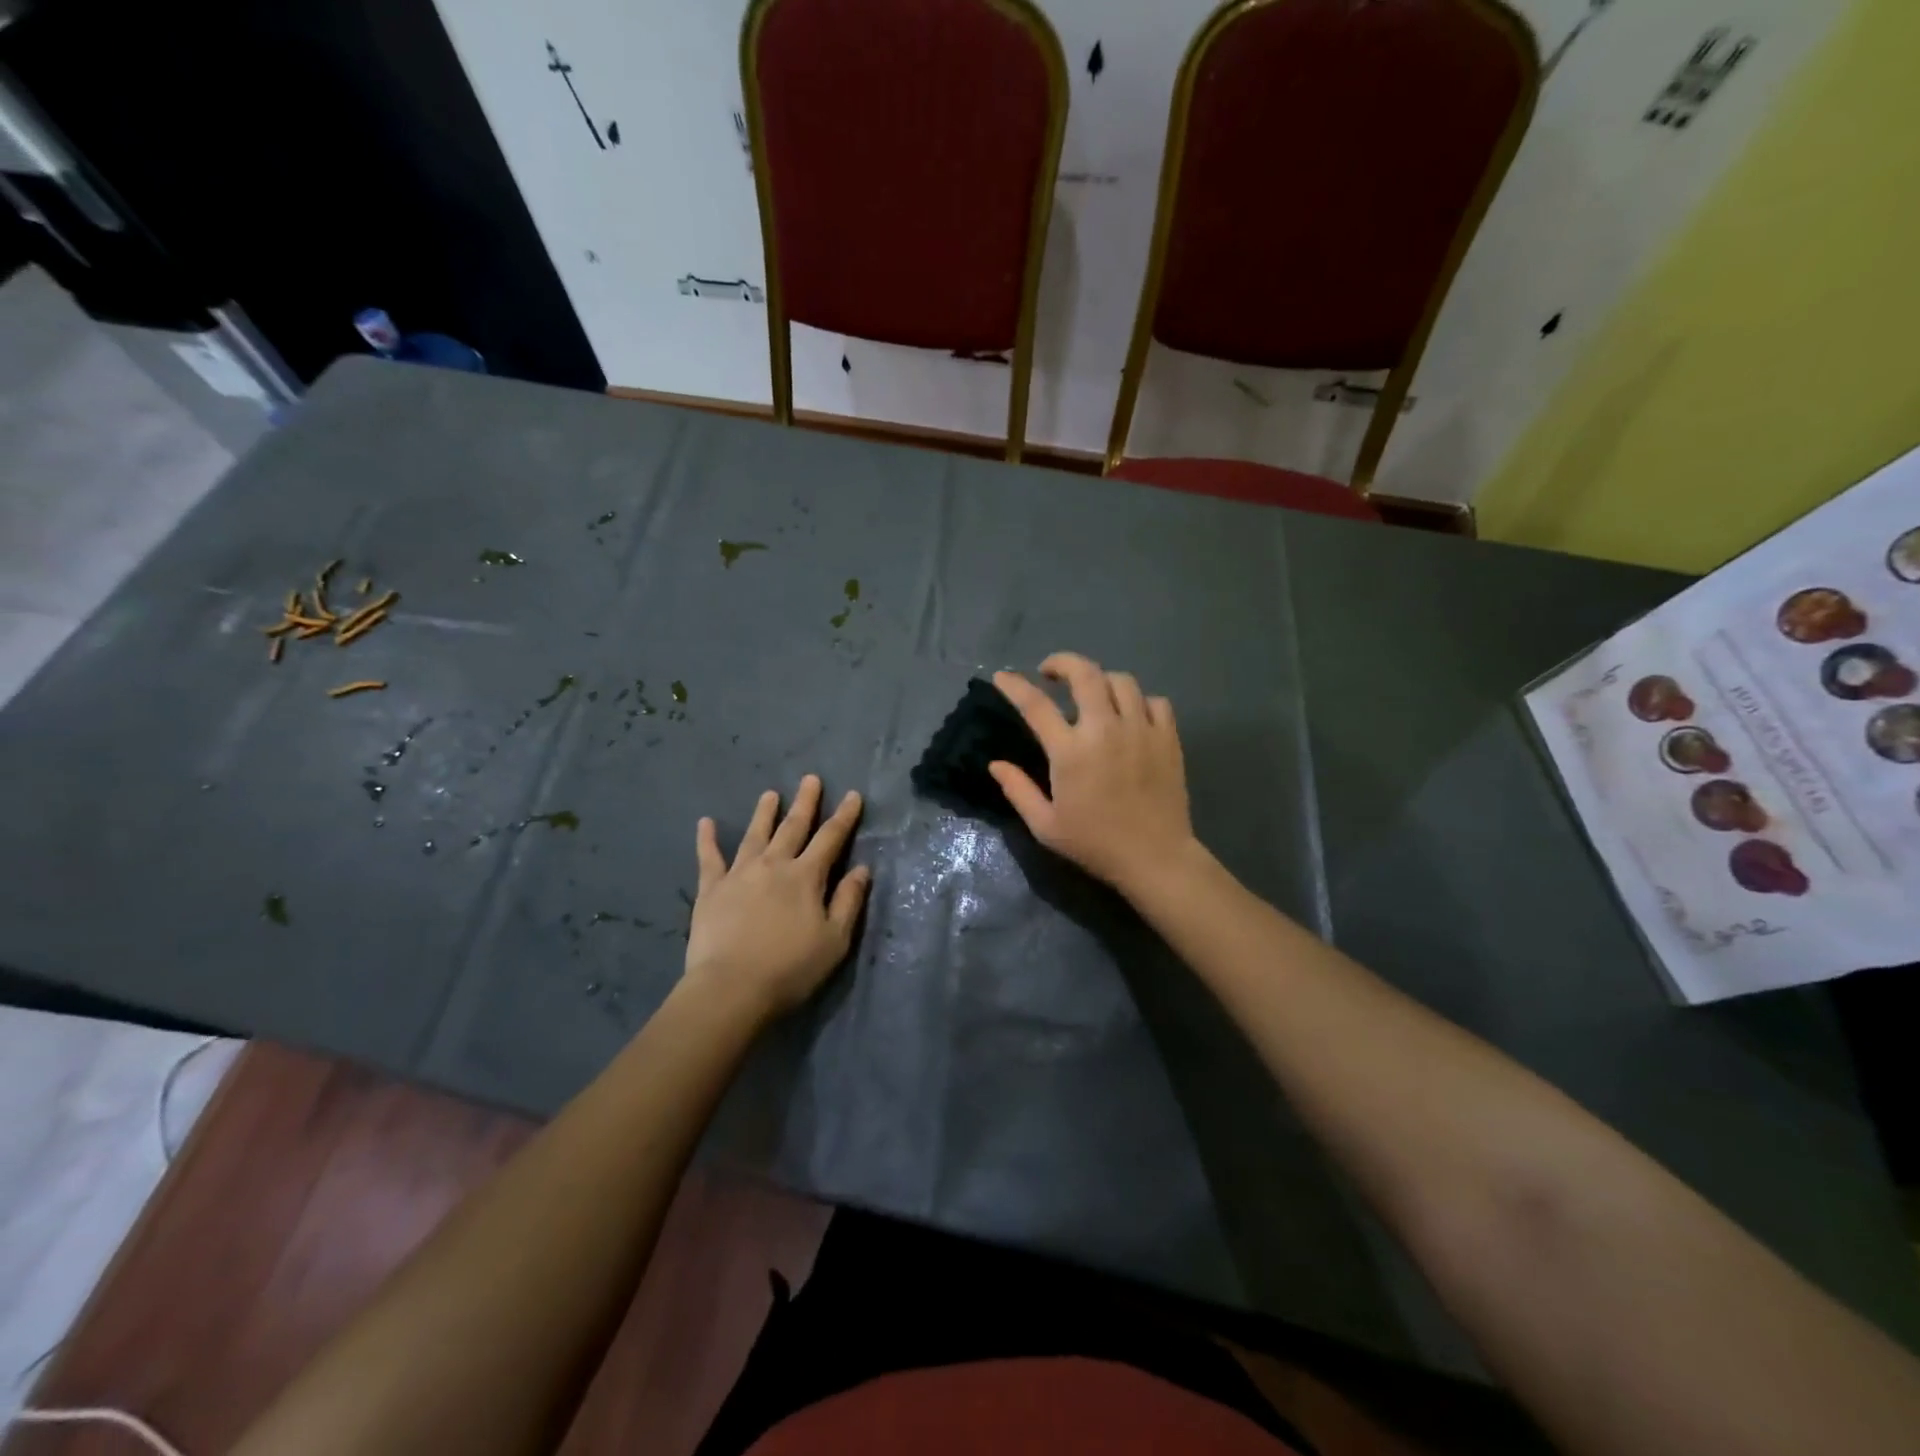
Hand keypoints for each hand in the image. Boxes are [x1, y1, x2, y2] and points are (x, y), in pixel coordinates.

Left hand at [683, 775, 870, 1021]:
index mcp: (806, 876)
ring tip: (770, 794)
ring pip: (755, 835)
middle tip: (810, 779)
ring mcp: (739, 874)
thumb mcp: (835, 940)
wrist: (731, 988)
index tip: (852, 795)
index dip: (844, 816)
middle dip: (805, 802)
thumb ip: (849, 901)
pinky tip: (705, 822)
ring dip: (764, 813)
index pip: (830, 838)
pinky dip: (707, 839)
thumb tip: (861, 869)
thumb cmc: (790, 968)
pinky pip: (709, 858)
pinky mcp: (710, 889)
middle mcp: (774, 865)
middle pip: (793, 827)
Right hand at [989, 653, 1196, 896]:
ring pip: (1122, 681)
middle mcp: (1105, 729)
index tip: (1003, 677)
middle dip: (1063, 663)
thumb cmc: (1095, 843)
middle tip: (1051, 672)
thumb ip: (1018, 790)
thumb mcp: (1046, 825)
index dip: (1014, 686)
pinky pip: (1155, 701)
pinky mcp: (1167, 737)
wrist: (1154, 857)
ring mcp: (1140, 730)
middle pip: (1085, 674)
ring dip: (1101, 680)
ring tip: (1092, 694)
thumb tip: (995, 764)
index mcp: (1070, 751)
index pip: (1035, 705)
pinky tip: (1131, 714)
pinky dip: (1140, 700)